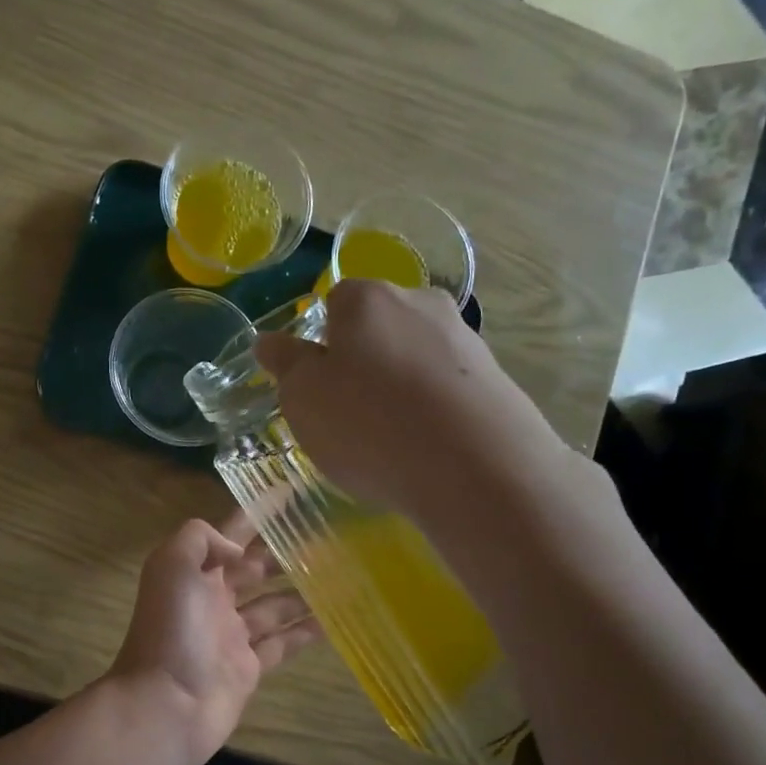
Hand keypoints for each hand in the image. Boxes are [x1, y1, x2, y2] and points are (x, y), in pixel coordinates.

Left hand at [107, 512, 319, 764]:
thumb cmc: (171, 631)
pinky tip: (336, 619)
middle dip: (286, 551)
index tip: (292, 492)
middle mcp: (213, 598)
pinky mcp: (249, 667)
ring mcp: (232, 634)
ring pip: (274, 604)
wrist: (166, 705)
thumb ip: (202, 539)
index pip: (231, 533)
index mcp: (194, 571)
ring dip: (303, 589)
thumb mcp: (172, 565)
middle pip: (255, 567)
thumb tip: (239, 551)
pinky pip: (283, 642)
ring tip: (343, 574)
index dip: (258, 513)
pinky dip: (306, 631)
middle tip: (330, 536)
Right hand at [253, 279, 598, 524]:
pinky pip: (447, 388)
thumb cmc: (368, 423)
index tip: (318, 384)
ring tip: (391, 438)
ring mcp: (464, 340)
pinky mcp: (496, 379)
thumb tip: (269, 340)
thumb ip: (285, 364)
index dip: (321, 342)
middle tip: (349, 413)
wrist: (474, 466)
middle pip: (379, 327)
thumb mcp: (302, 397)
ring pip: (415, 357)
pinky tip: (426, 447)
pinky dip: (432, 409)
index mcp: (367, 299)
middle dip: (363, 361)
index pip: (335, 302)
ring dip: (400, 386)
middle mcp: (420, 303)